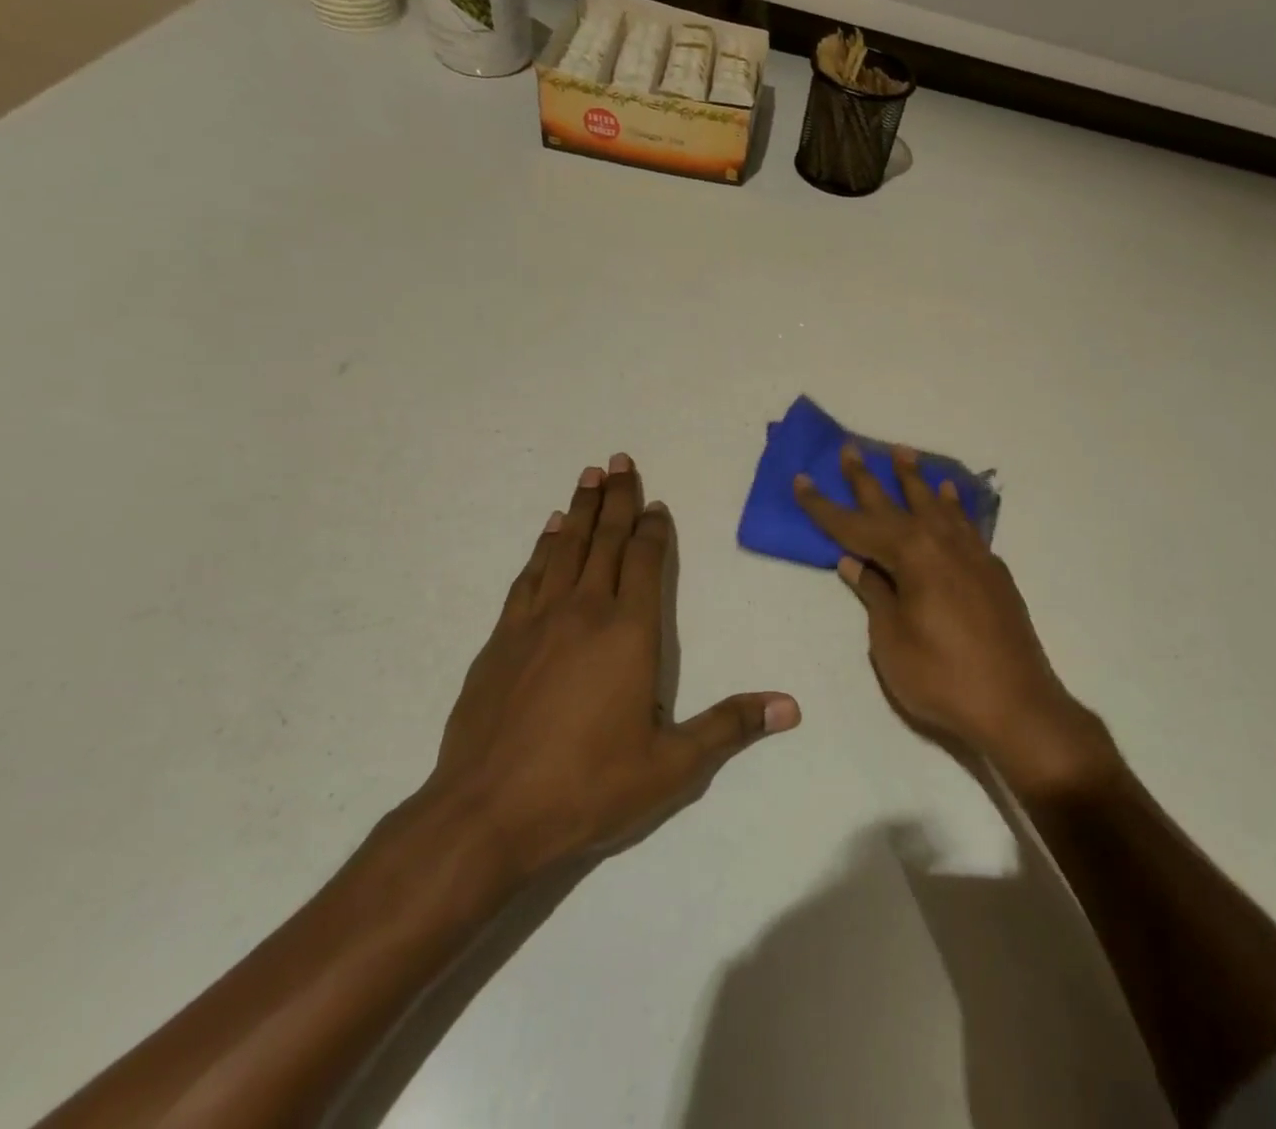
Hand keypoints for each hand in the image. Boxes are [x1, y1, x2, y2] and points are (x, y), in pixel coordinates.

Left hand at [423, 454, 799, 892]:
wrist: (484, 817)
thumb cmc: (587, 787)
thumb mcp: (672, 766)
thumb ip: (730, 727)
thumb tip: (791, 706)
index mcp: (629, 632)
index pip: (646, 562)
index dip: (654, 528)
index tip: (656, 502)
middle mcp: (584, 612)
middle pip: (605, 541)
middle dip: (617, 498)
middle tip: (620, 459)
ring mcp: (537, 622)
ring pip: (565, 549)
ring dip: (581, 510)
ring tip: (589, 476)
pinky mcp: (500, 641)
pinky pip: (528, 576)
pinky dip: (542, 547)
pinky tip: (549, 531)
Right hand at [794, 443, 1113, 794]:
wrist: (1017, 705)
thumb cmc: (942, 677)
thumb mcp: (891, 640)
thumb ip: (875, 595)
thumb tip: (855, 563)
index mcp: (912, 555)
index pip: (856, 526)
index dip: (825, 507)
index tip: (802, 480)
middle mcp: (942, 542)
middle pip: (896, 504)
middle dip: (868, 478)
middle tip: (851, 449)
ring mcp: (972, 554)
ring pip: (937, 505)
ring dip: (916, 480)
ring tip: (903, 453)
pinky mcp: (992, 571)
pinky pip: (966, 523)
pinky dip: (954, 506)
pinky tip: (950, 495)